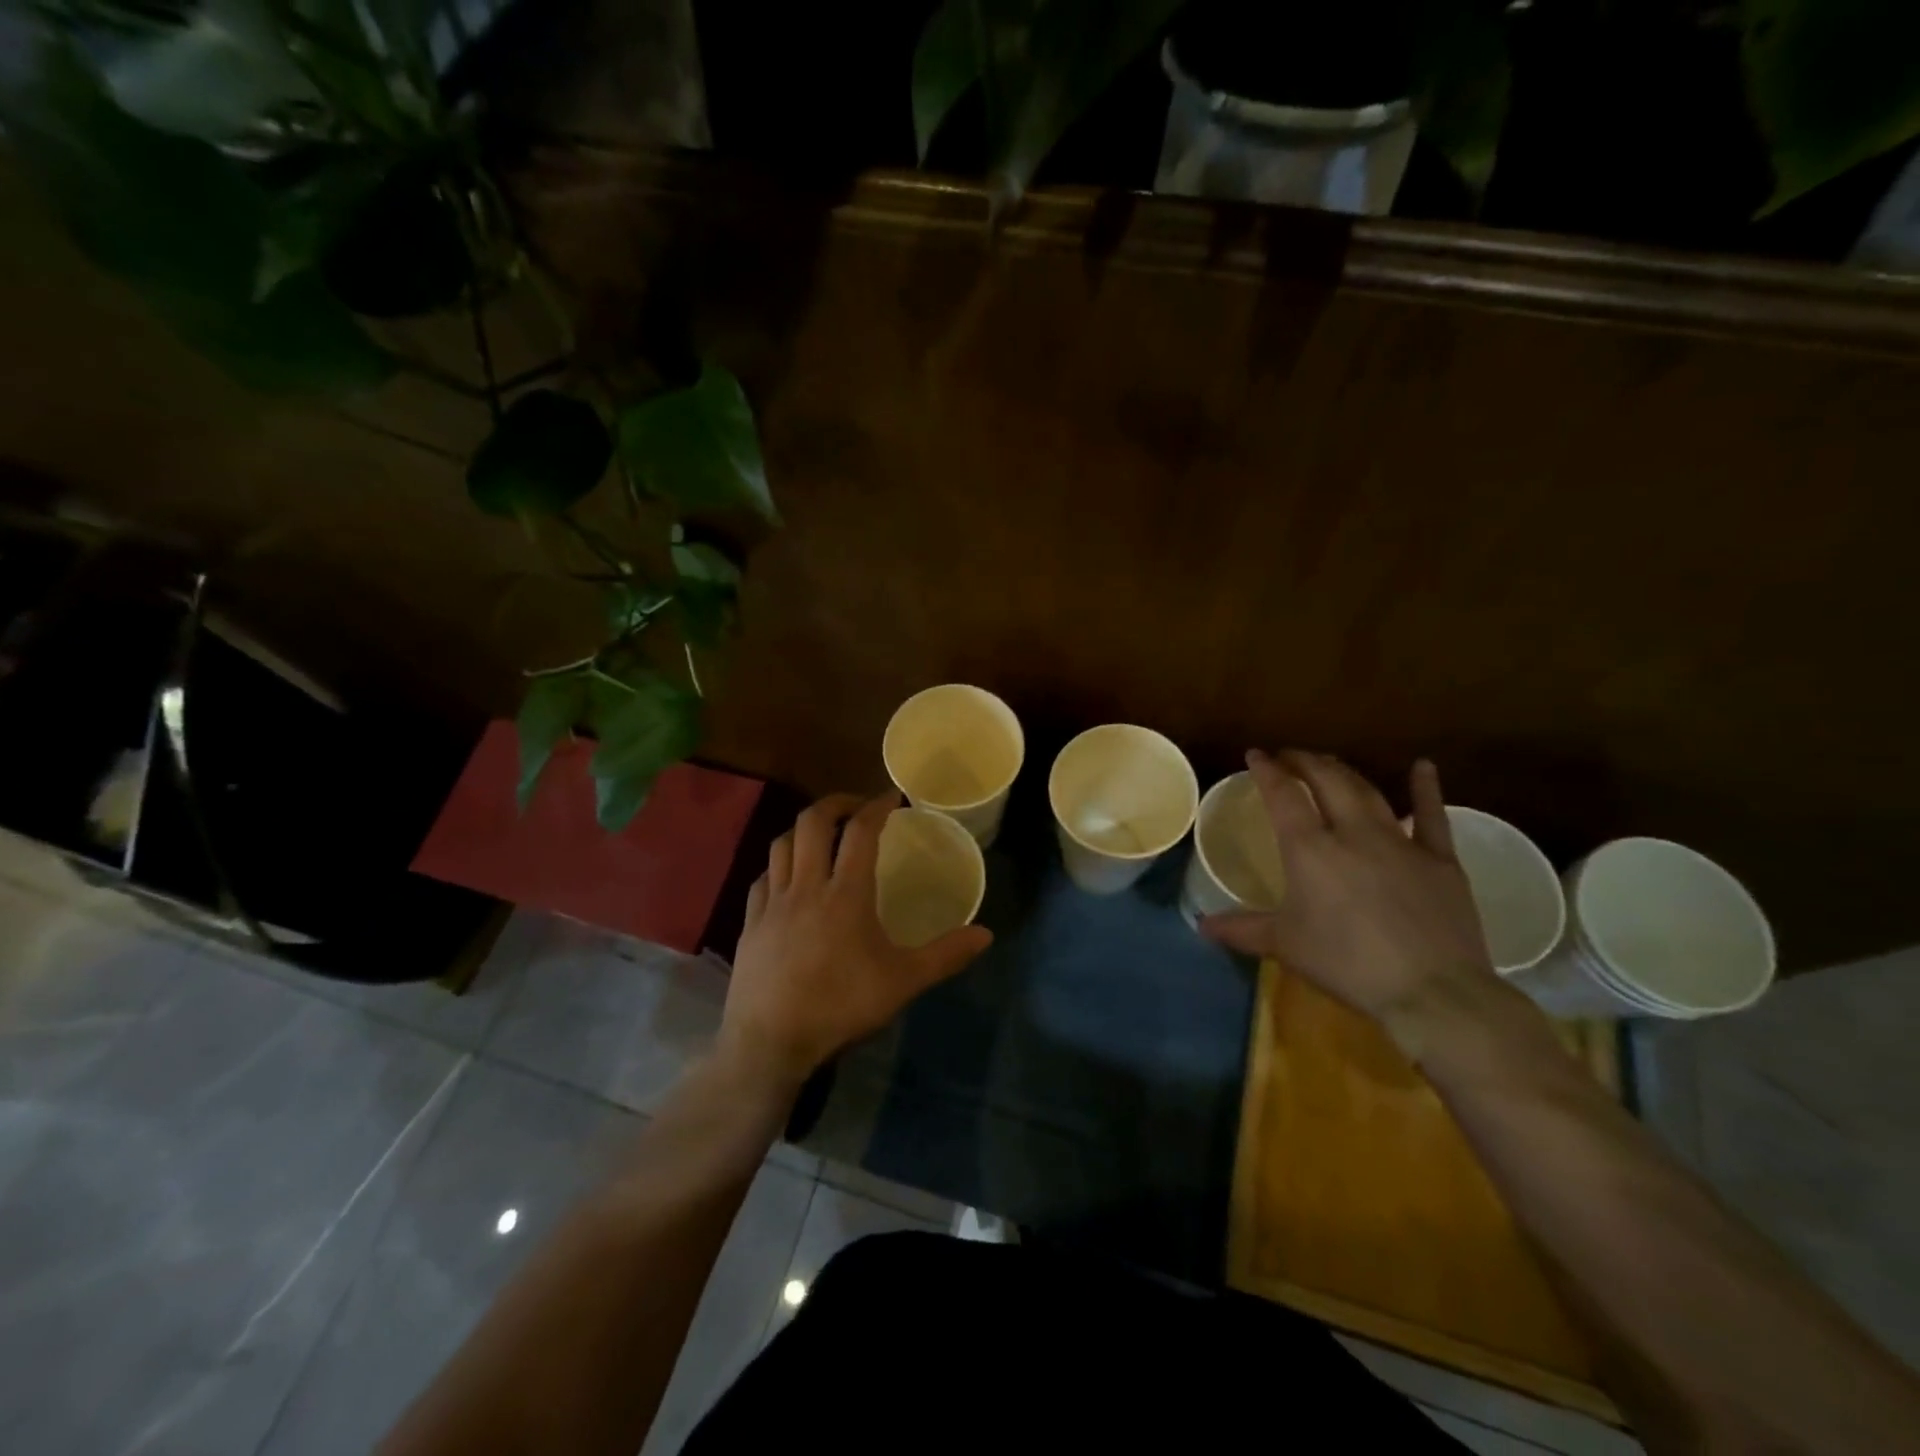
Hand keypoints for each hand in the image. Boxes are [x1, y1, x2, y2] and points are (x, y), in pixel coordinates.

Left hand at [719, 791, 992, 1095]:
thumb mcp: (903, 983)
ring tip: (823, 836)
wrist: (769, 1044)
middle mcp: (806, 886)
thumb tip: (986, 935)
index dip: (876, 806)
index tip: (891, 797)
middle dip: (836, 803)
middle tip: (856, 808)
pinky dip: (779, 865)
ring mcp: (772, 903)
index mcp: (845, 894)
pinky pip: (762, 877)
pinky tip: (789, 879)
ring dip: (804, 829)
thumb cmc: (840, 1007)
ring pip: (782, 843)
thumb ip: (945, 955)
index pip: (860, 831)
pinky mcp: (749, 923)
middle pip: (812, 822)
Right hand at [1201, 750, 1496, 1023]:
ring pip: (1368, 792)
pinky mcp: (1440, 859)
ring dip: (1344, 772)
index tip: (1255, 755)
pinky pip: (1431, 815)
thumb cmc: (1347, 964)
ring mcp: (1400, 841)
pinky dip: (1425, 788)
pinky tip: (1422, 767)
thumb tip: (1202, 926)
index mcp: (1309, 849)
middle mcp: (1352, 832)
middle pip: (1327, 781)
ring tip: (1329, 764)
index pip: (1282, 796)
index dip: (1267, 771)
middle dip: (1305, 762)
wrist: (1432, 990)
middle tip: (1290, 757)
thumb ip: (1242, 930)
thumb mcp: (1285, 946)